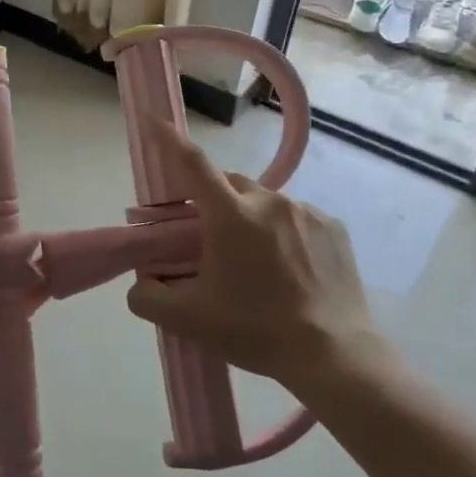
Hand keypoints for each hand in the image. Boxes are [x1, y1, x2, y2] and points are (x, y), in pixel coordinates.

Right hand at [125, 119, 394, 392]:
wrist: (333, 355)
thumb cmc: (255, 330)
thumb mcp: (188, 321)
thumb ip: (148, 298)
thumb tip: (142, 283)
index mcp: (230, 216)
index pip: (192, 164)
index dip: (169, 140)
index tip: (154, 121)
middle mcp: (269, 202)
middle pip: (228, 183)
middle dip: (212, 200)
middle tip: (209, 239)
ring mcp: (306, 212)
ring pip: (264, 202)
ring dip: (250, 219)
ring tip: (255, 262)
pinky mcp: (334, 228)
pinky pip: (296, 218)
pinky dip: (283, 232)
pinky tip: (288, 268)